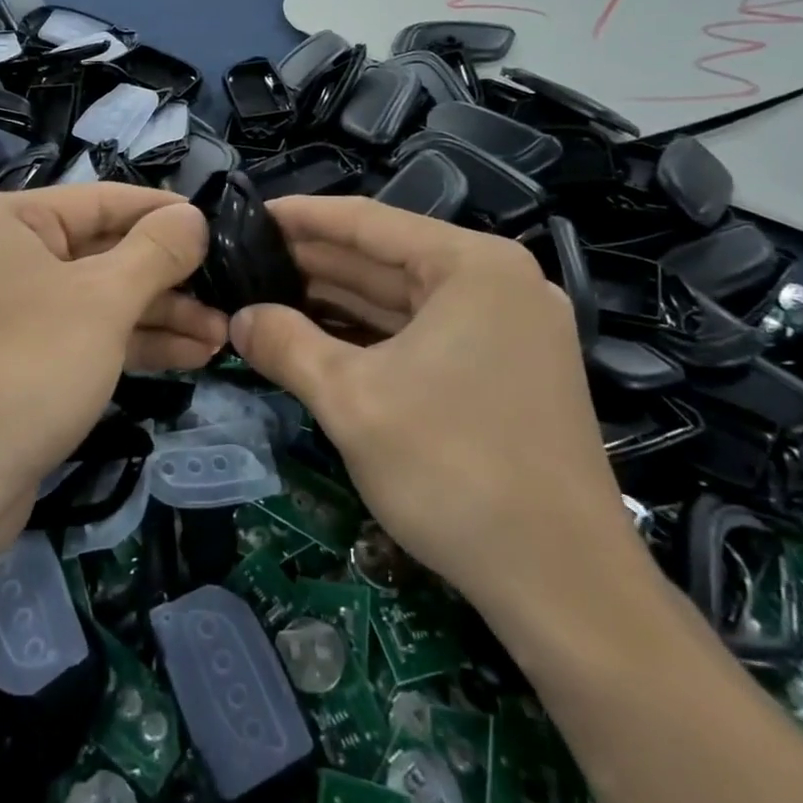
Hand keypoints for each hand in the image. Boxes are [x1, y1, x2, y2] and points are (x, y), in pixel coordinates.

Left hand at [0, 186, 225, 572]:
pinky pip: (84, 334)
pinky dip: (132, 342)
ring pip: (97, 298)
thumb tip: (193, 216)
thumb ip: (155, 251)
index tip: (217, 223)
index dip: (163, 212)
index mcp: (4, 220)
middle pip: (102, 251)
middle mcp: (1, 255)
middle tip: (228, 289)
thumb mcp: (103, 300)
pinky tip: (190, 355)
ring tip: (221, 334)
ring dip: (159, 315)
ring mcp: (8, 310)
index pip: (100, 200)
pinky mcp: (19, 358)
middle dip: (168, 278)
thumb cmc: (28, 367)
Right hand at [229, 196, 634, 627]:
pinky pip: (424, 333)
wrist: (564, 586)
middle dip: (314, 262)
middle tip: (246, 260)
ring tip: (269, 294)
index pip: (368, 222)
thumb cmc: (453, 470)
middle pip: (387, 258)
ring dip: (338, 300)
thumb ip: (286, 344)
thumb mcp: (351, 399)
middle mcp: (497, 283)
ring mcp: (508, 328)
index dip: (301, 218)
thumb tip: (237, 318)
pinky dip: (372, 335)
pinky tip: (321, 337)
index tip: (248, 216)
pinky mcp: (508, 370)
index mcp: (472, 266)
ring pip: (404, 299)